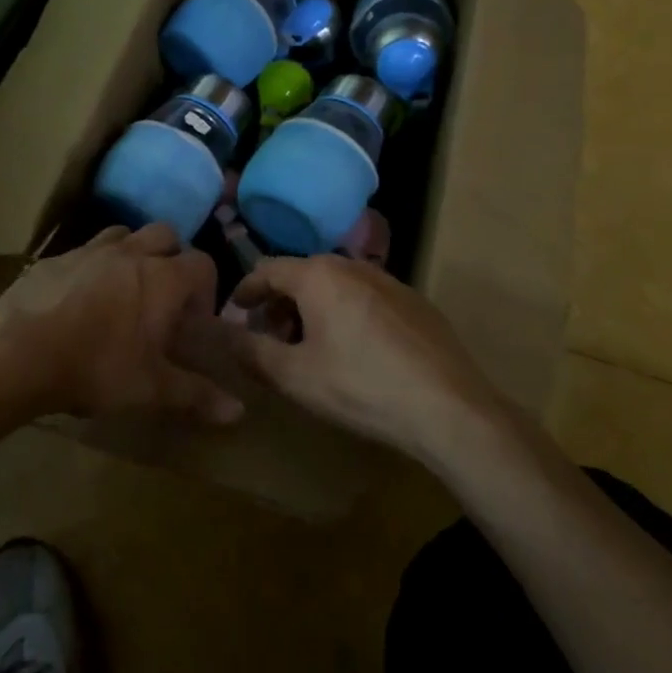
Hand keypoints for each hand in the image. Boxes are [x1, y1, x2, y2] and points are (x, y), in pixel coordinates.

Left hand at [0, 223, 244, 426]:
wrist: (17, 351)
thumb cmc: (95, 367)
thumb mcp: (150, 389)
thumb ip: (197, 396)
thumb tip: (240, 413)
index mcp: (163, 278)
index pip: (203, 263)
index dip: (206, 288)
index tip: (193, 320)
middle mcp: (132, 253)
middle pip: (166, 235)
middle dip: (173, 258)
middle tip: (163, 297)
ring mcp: (91, 249)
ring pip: (125, 234)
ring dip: (134, 253)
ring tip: (124, 290)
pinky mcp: (57, 257)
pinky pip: (86, 249)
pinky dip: (95, 264)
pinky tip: (81, 297)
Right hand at [221, 255, 504, 458]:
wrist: (448, 407)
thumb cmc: (360, 387)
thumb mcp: (294, 376)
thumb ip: (250, 352)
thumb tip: (223, 336)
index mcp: (318, 274)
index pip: (267, 269)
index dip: (246, 291)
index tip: (235, 314)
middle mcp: (352, 265)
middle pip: (302, 275)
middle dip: (280, 305)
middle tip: (272, 341)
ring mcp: (389, 280)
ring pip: (336, 286)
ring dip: (313, 310)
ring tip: (311, 350)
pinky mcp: (415, 302)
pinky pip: (365, 298)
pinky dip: (346, 314)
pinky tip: (355, 353)